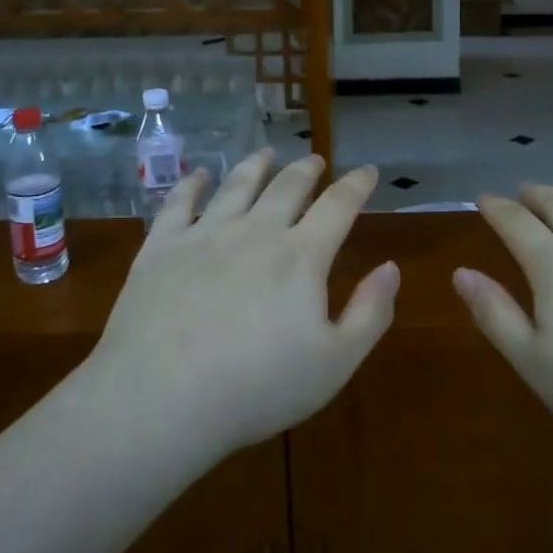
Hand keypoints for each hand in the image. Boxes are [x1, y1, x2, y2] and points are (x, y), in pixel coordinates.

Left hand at [90, 150, 398, 457]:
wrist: (161, 399)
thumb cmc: (257, 388)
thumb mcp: (334, 363)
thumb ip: (370, 313)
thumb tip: (391, 267)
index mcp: (300, 256)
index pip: (339, 206)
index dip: (357, 185)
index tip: (367, 171)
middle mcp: (256, 231)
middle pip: (287, 186)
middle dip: (306, 169)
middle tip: (315, 160)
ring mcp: (205, 234)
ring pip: (237, 185)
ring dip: (256, 165)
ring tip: (265, 153)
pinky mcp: (161, 247)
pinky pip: (179, 203)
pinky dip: (192, 184)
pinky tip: (198, 175)